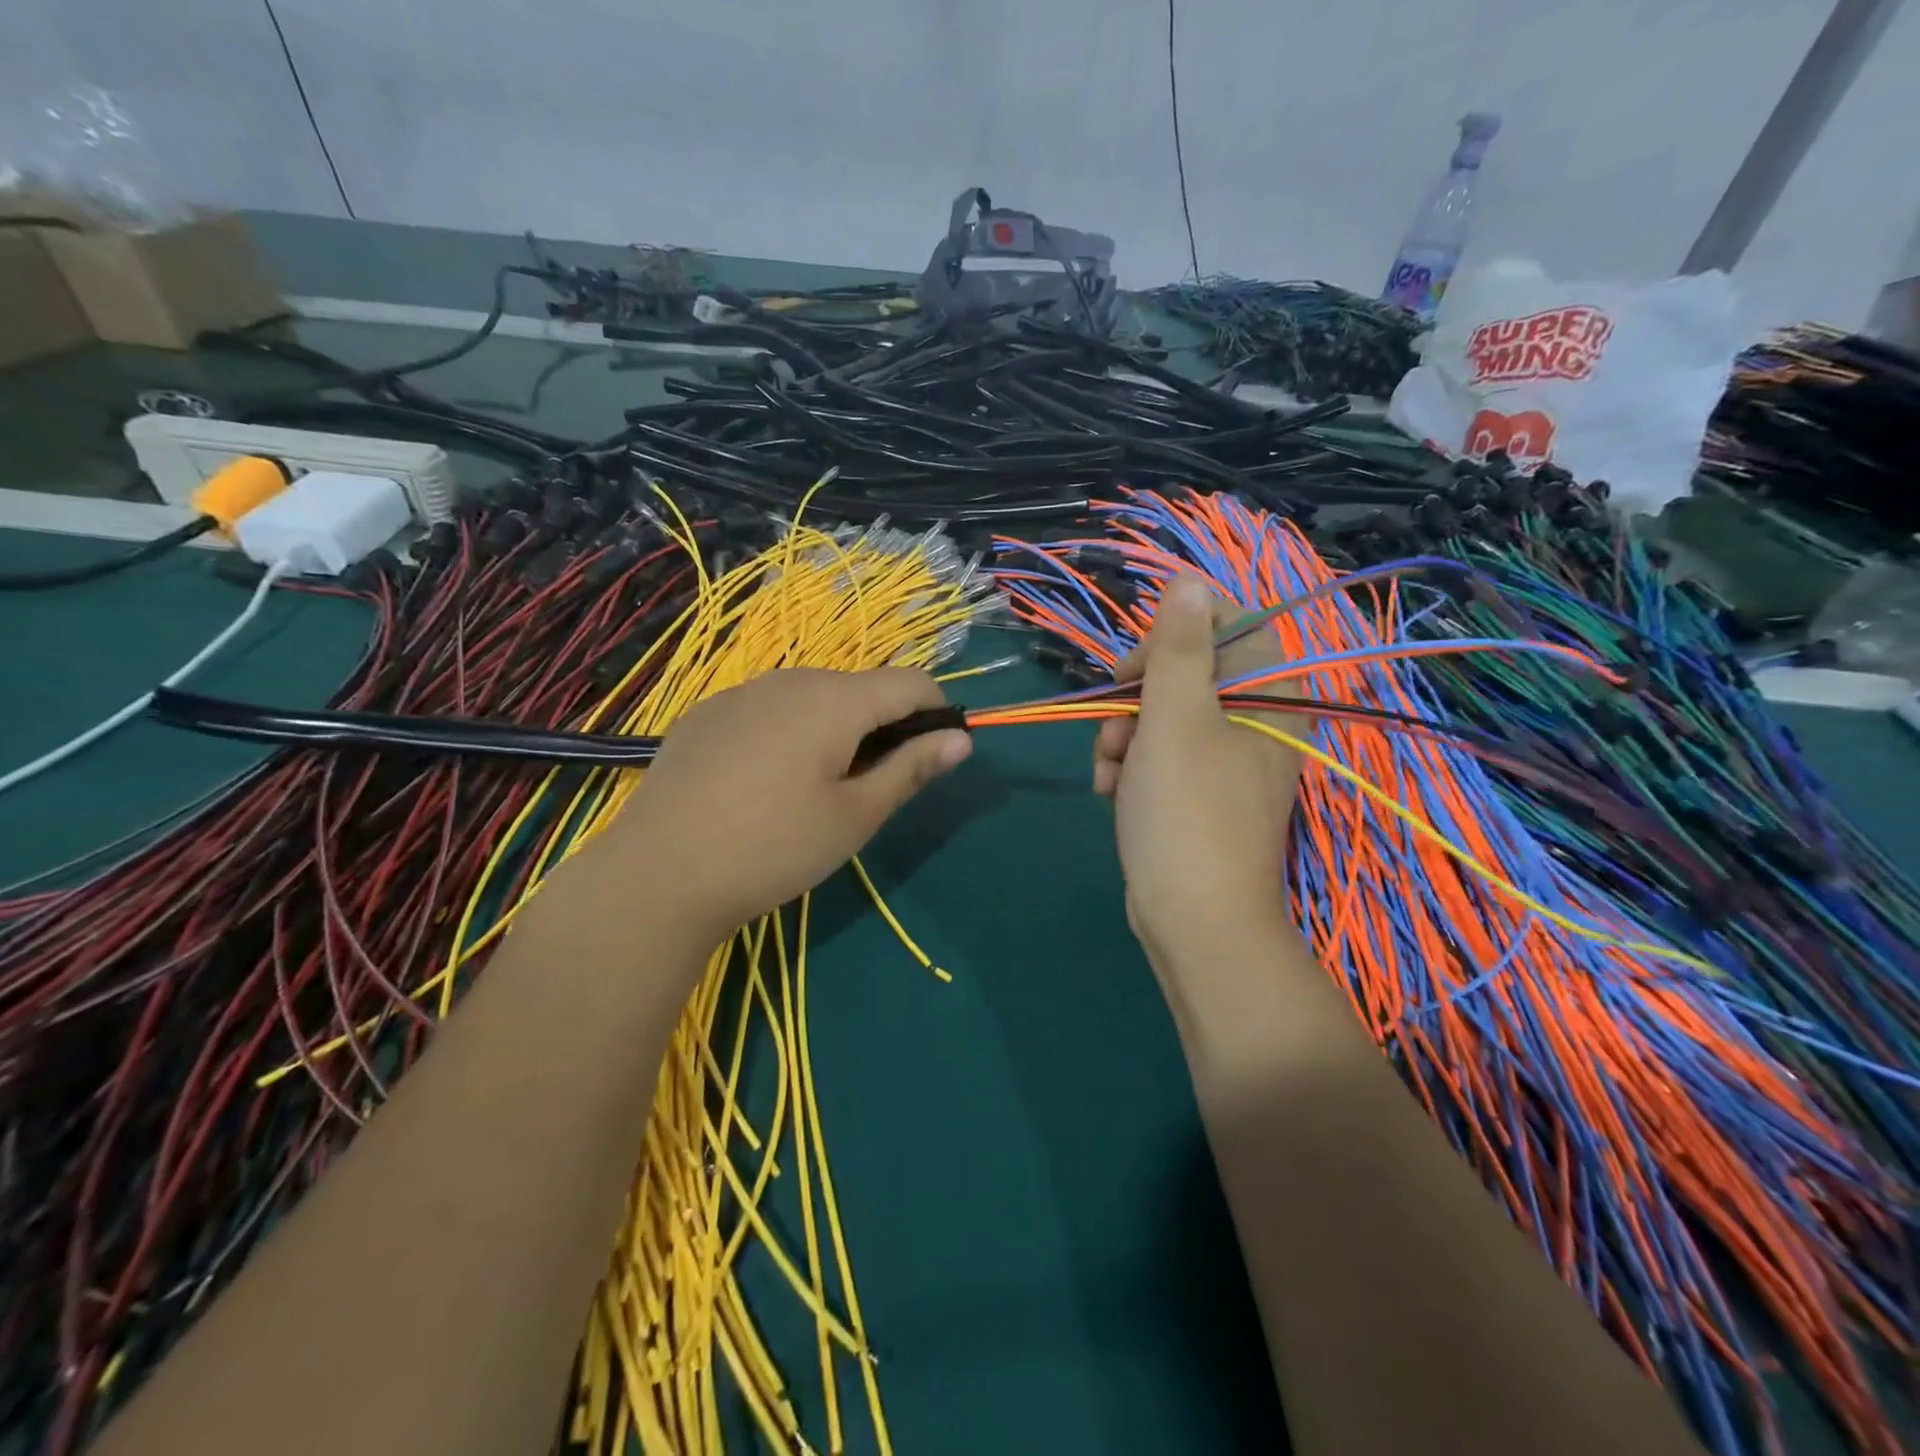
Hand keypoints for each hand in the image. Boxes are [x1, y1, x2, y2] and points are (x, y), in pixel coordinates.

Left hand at [594, 668, 971, 943]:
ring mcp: (741, 692)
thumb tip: (962, 738)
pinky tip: (762, 785)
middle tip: (868, 791)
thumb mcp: (855, 817)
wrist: (657, 874)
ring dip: (835, 730)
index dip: (936, 713)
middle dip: (882, 727)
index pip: (911, 682)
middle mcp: (790, 679)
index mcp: (835, 699)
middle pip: (860, 688)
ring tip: (813, 791)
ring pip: (812, 698)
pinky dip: (788, 733)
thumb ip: (911, 769)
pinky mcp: (706, 713)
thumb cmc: (773, 848)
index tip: (932, 758)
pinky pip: (768, 710)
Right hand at [1094, 575, 1303, 960]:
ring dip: (1124, 736)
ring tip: (1110, 772)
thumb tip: (1191, 578)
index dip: (1172, 636)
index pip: (1225, 625)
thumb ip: (1178, 646)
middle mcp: (1257, 722)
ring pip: (1164, 716)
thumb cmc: (1186, 812)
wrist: (1195, 922)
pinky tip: (1112, 792)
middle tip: (1114, 727)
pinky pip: (1162, 757)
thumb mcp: (1173, 719)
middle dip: (1136, 698)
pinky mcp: (1201, 795)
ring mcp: (1228, 761)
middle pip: (1185, 672)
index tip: (1137, 669)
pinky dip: (1132, 767)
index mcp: (1268, 695)